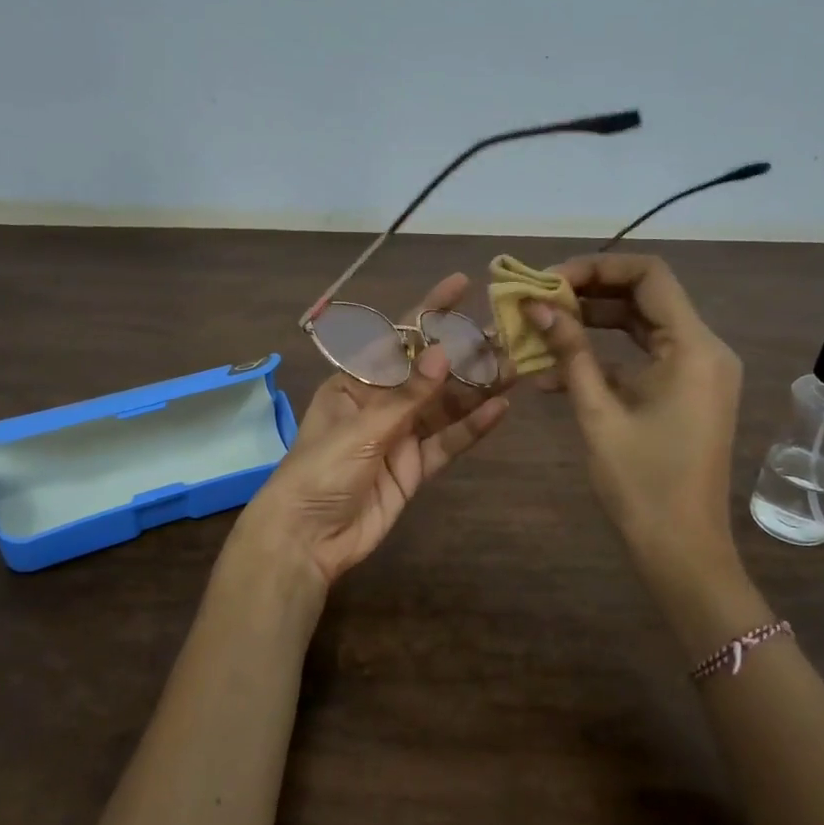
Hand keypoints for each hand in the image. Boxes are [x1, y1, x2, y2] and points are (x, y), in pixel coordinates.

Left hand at [227, 273, 510, 615]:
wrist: (307, 539)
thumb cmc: (319, 472)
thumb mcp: (361, 429)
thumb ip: (407, 395)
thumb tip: (444, 352)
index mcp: (356, 382)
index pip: (398, 339)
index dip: (429, 311)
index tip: (462, 284)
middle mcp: (381, 403)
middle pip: (430, 372)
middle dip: (465, 352)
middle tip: (508, 333)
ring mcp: (401, 436)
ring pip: (446, 406)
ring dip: (478, 388)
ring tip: (516, 366)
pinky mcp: (415, 468)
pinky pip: (448, 442)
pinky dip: (473, 428)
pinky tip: (501, 410)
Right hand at [523, 254, 753, 606]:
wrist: (681, 548)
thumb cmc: (641, 483)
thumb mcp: (599, 413)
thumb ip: (570, 353)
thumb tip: (537, 306)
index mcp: (693, 348)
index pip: (648, 275)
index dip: (596, 267)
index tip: (548, 281)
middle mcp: (703, 349)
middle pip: (644, 295)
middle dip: (588, 293)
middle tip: (537, 301)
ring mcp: (696, 371)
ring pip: (640, 324)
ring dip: (591, 324)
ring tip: (540, 329)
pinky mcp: (684, 391)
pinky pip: (642, 356)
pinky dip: (604, 356)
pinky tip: (555, 373)